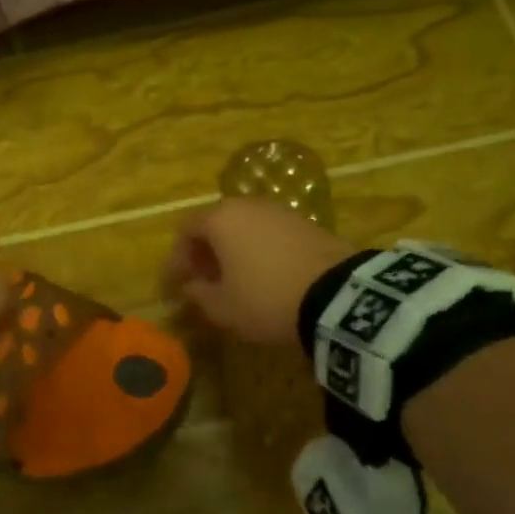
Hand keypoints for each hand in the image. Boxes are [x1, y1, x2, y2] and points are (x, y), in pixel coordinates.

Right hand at [164, 199, 354, 343]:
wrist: (337, 296)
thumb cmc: (265, 299)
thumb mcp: (223, 308)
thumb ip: (199, 294)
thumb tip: (192, 286)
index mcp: (220, 219)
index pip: (186, 231)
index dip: (177, 259)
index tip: (177, 285)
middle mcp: (247, 205)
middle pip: (215, 224)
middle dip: (205, 252)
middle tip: (203, 280)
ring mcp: (280, 211)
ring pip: (244, 227)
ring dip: (232, 250)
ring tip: (234, 280)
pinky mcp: (306, 223)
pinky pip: (269, 233)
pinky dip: (258, 250)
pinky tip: (263, 275)